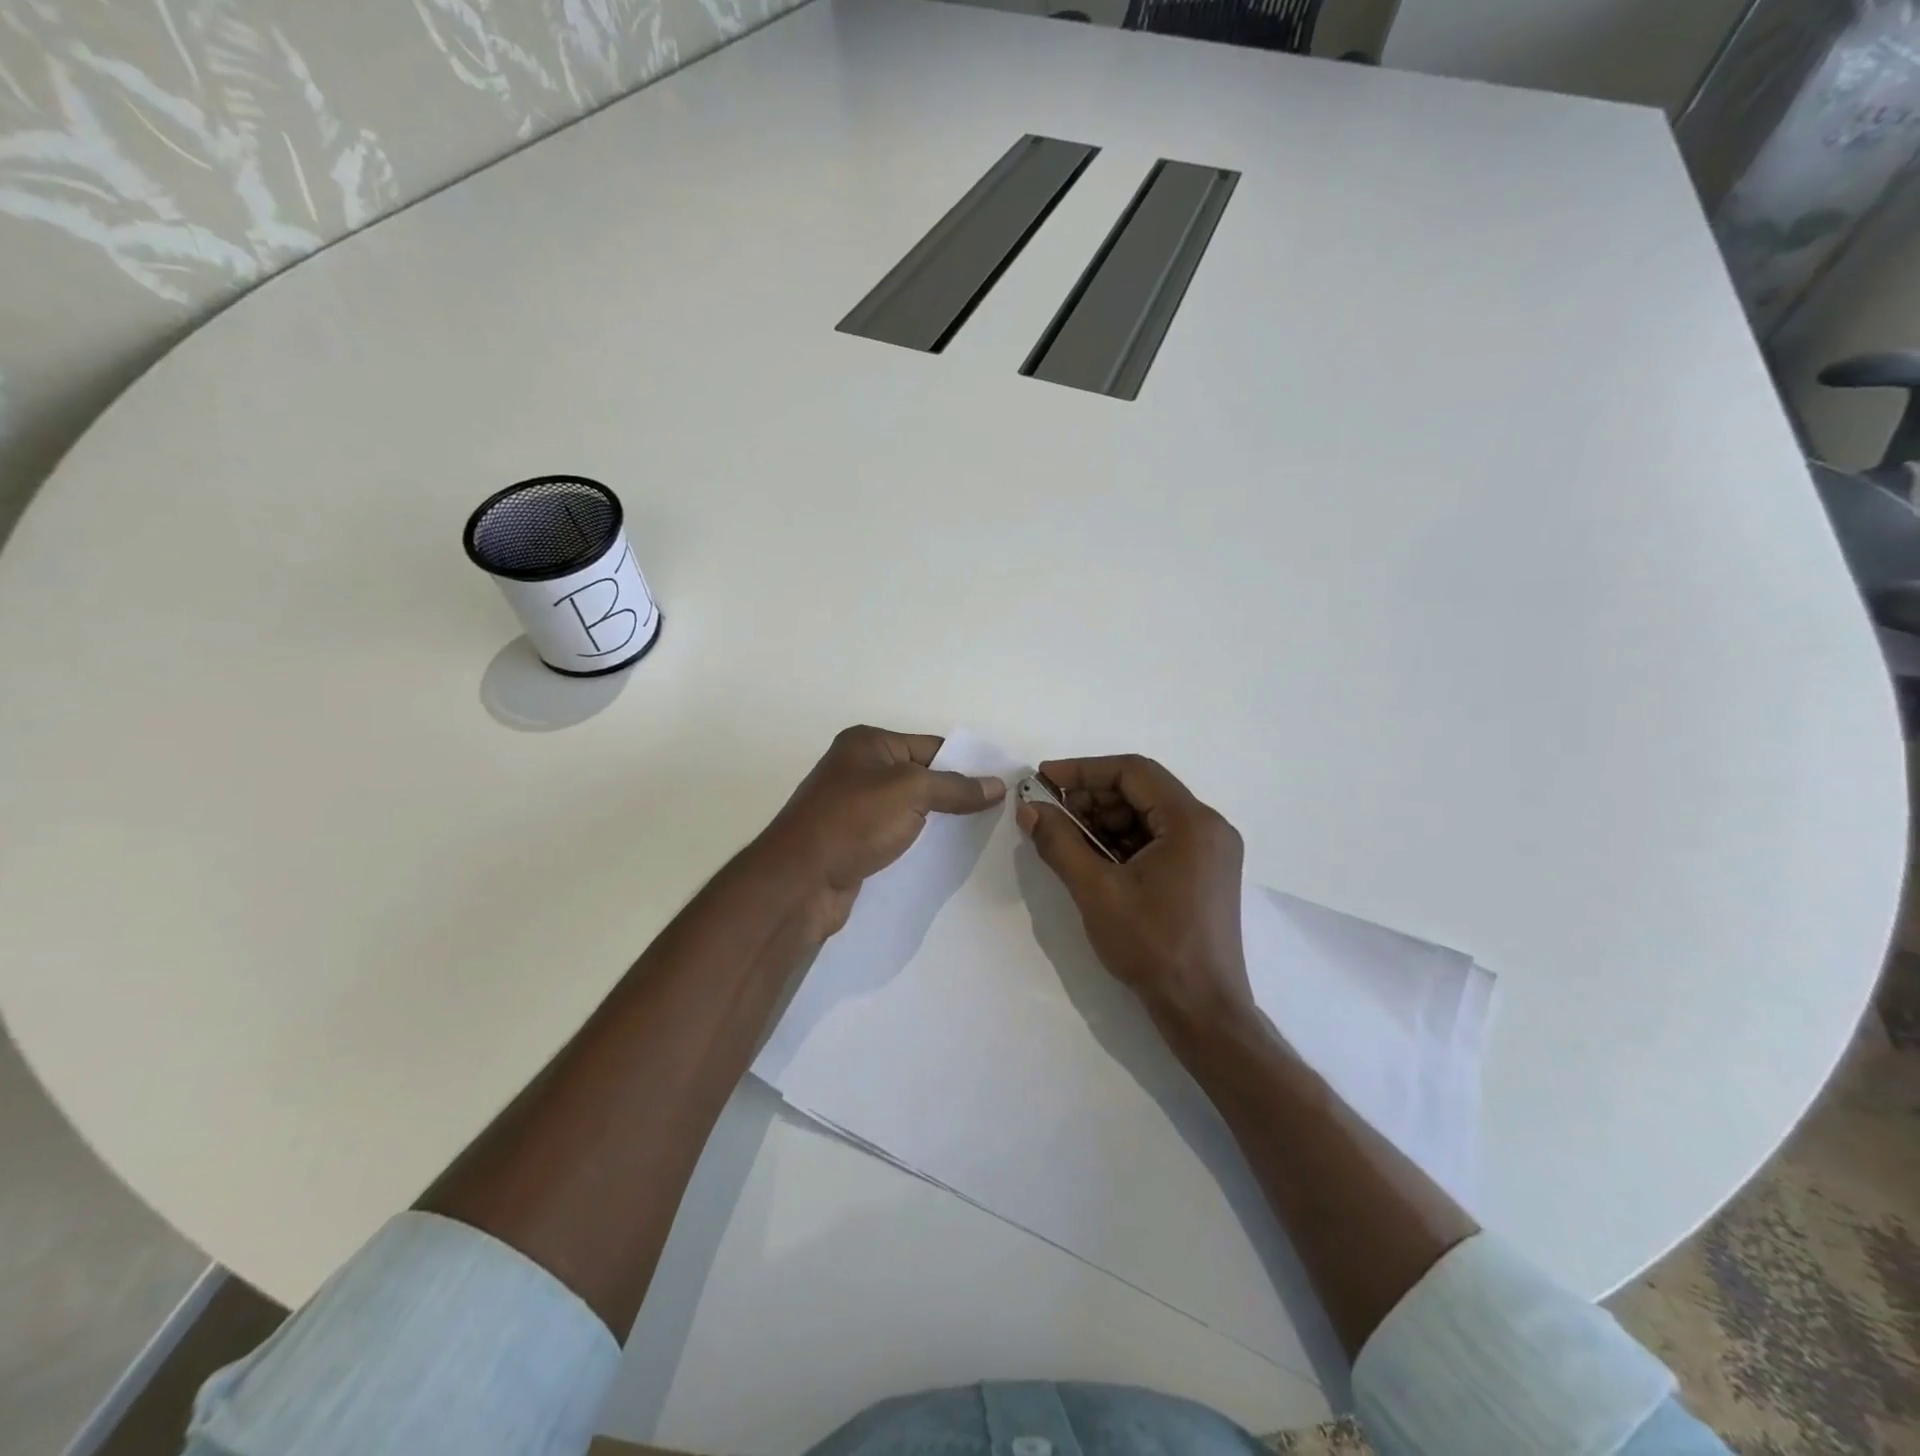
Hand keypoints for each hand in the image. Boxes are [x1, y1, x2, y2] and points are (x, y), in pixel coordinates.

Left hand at [759, 726, 1004, 940]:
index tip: (1000, 786)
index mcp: (867, 744)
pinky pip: (896, 836)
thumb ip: (956, 787)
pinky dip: (918, 844)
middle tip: (997, 813)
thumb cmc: (854, 820)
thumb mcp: (912, 791)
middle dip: (954, 795)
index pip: (931, 746)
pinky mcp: (853, 843)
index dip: (966, 764)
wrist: (801, 880)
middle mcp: (858, 770)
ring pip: (909, 810)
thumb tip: (997, 785)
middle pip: (921, 777)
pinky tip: (944, 857)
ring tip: (979, 836)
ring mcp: (853, 808)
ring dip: (938, 822)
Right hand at [1018, 755, 1251, 1037]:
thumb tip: (1029, 808)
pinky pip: (1158, 840)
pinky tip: (1092, 857)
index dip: (1083, 771)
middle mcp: (1208, 827)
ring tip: (1065, 837)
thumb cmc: (1152, 946)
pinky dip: (1123, 842)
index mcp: (1192, 822)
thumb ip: (1060, 843)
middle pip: (1142, 791)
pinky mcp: (1203, 873)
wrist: (1202, 1010)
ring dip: (1104, 820)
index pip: (1133, 772)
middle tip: (1050, 812)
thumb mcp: (1096, 891)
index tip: (1044, 779)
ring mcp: (1210, 851)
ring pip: (1148, 816)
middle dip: (1092, 797)